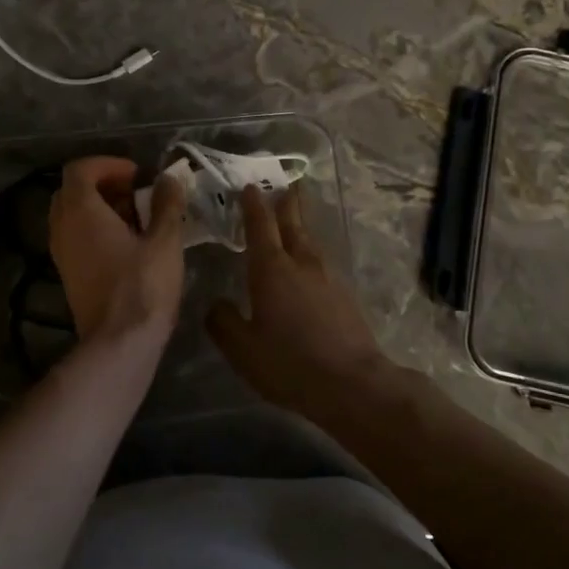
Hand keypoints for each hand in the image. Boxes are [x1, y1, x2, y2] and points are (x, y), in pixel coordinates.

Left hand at [49, 157, 186, 341]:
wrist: (120, 343)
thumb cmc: (143, 286)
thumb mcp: (165, 241)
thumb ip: (166, 204)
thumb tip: (168, 179)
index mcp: (81, 212)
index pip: (79, 170)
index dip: (107, 164)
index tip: (136, 174)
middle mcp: (62, 228)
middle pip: (72, 191)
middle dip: (103, 184)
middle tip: (135, 192)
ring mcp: (61, 254)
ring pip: (72, 216)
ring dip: (99, 208)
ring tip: (136, 218)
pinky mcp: (68, 275)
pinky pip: (75, 238)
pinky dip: (95, 230)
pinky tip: (127, 244)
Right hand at [207, 186, 389, 415]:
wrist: (352, 383)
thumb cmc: (289, 363)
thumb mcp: (243, 349)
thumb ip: (223, 322)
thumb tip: (216, 304)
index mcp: (272, 269)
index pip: (260, 226)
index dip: (253, 205)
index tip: (249, 186)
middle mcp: (301, 264)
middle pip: (293, 225)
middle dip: (286, 204)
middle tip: (285, 185)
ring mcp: (327, 279)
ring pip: (310, 243)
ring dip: (300, 227)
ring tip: (294, 221)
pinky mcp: (344, 296)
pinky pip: (321, 265)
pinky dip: (310, 255)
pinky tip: (308, 267)